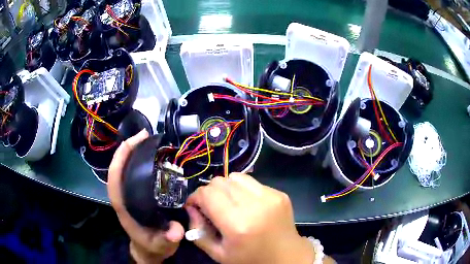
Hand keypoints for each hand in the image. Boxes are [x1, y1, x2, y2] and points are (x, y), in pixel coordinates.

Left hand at [108, 130, 183, 263]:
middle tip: (145, 135)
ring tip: (148, 139)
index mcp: (123, 206)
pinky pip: (133, 173)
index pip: (114, 179)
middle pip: (118, 168)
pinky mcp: (135, 193)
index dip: (120, 158)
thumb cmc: (152, 246)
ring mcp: (128, 194)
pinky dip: (138, 160)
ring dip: (132, 151)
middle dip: (127, 149)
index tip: (135, 142)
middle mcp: (123, 196)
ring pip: (124, 168)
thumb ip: (167, 239)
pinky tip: (151, 155)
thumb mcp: (161, 245)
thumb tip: (176, 231)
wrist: (148, 249)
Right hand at [185, 173, 320, 263]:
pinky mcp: (279, 193)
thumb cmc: (250, 260)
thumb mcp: (218, 253)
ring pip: (235, 177)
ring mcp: (270, 196)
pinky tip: (247, 205)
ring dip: (226, 188)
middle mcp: (255, 205)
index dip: (195, 197)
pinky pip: (252, 182)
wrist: (286, 257)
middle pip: (220, 181)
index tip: (195, 207)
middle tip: (212, 207)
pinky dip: (243, 190)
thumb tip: (191, 208)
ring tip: (230, 204)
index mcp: (238, 225)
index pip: (207, 193)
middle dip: (209, 192)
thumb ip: (198, 231)